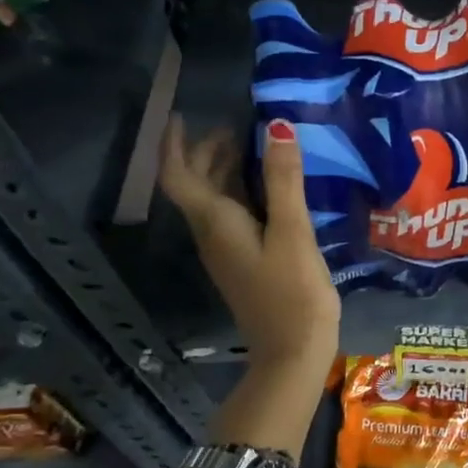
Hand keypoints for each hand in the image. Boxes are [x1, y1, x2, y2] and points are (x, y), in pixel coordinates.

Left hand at [159, 115, 340, 374]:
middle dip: (208, 151)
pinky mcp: (245, 263)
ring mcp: (228, 252)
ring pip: (215, 201)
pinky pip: (234, 217)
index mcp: (215, 223)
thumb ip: (284, 181)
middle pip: (196, 186)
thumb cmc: (293, 292)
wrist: (293, 352)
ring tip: (259, 148)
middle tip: (239, 126)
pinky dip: (245, 193)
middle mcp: (212, 235)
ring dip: (227, 171)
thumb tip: (278, 127)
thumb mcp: (292, 232)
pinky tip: (274, 190)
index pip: (178, 175)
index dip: (174, 143)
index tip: (184, 115)